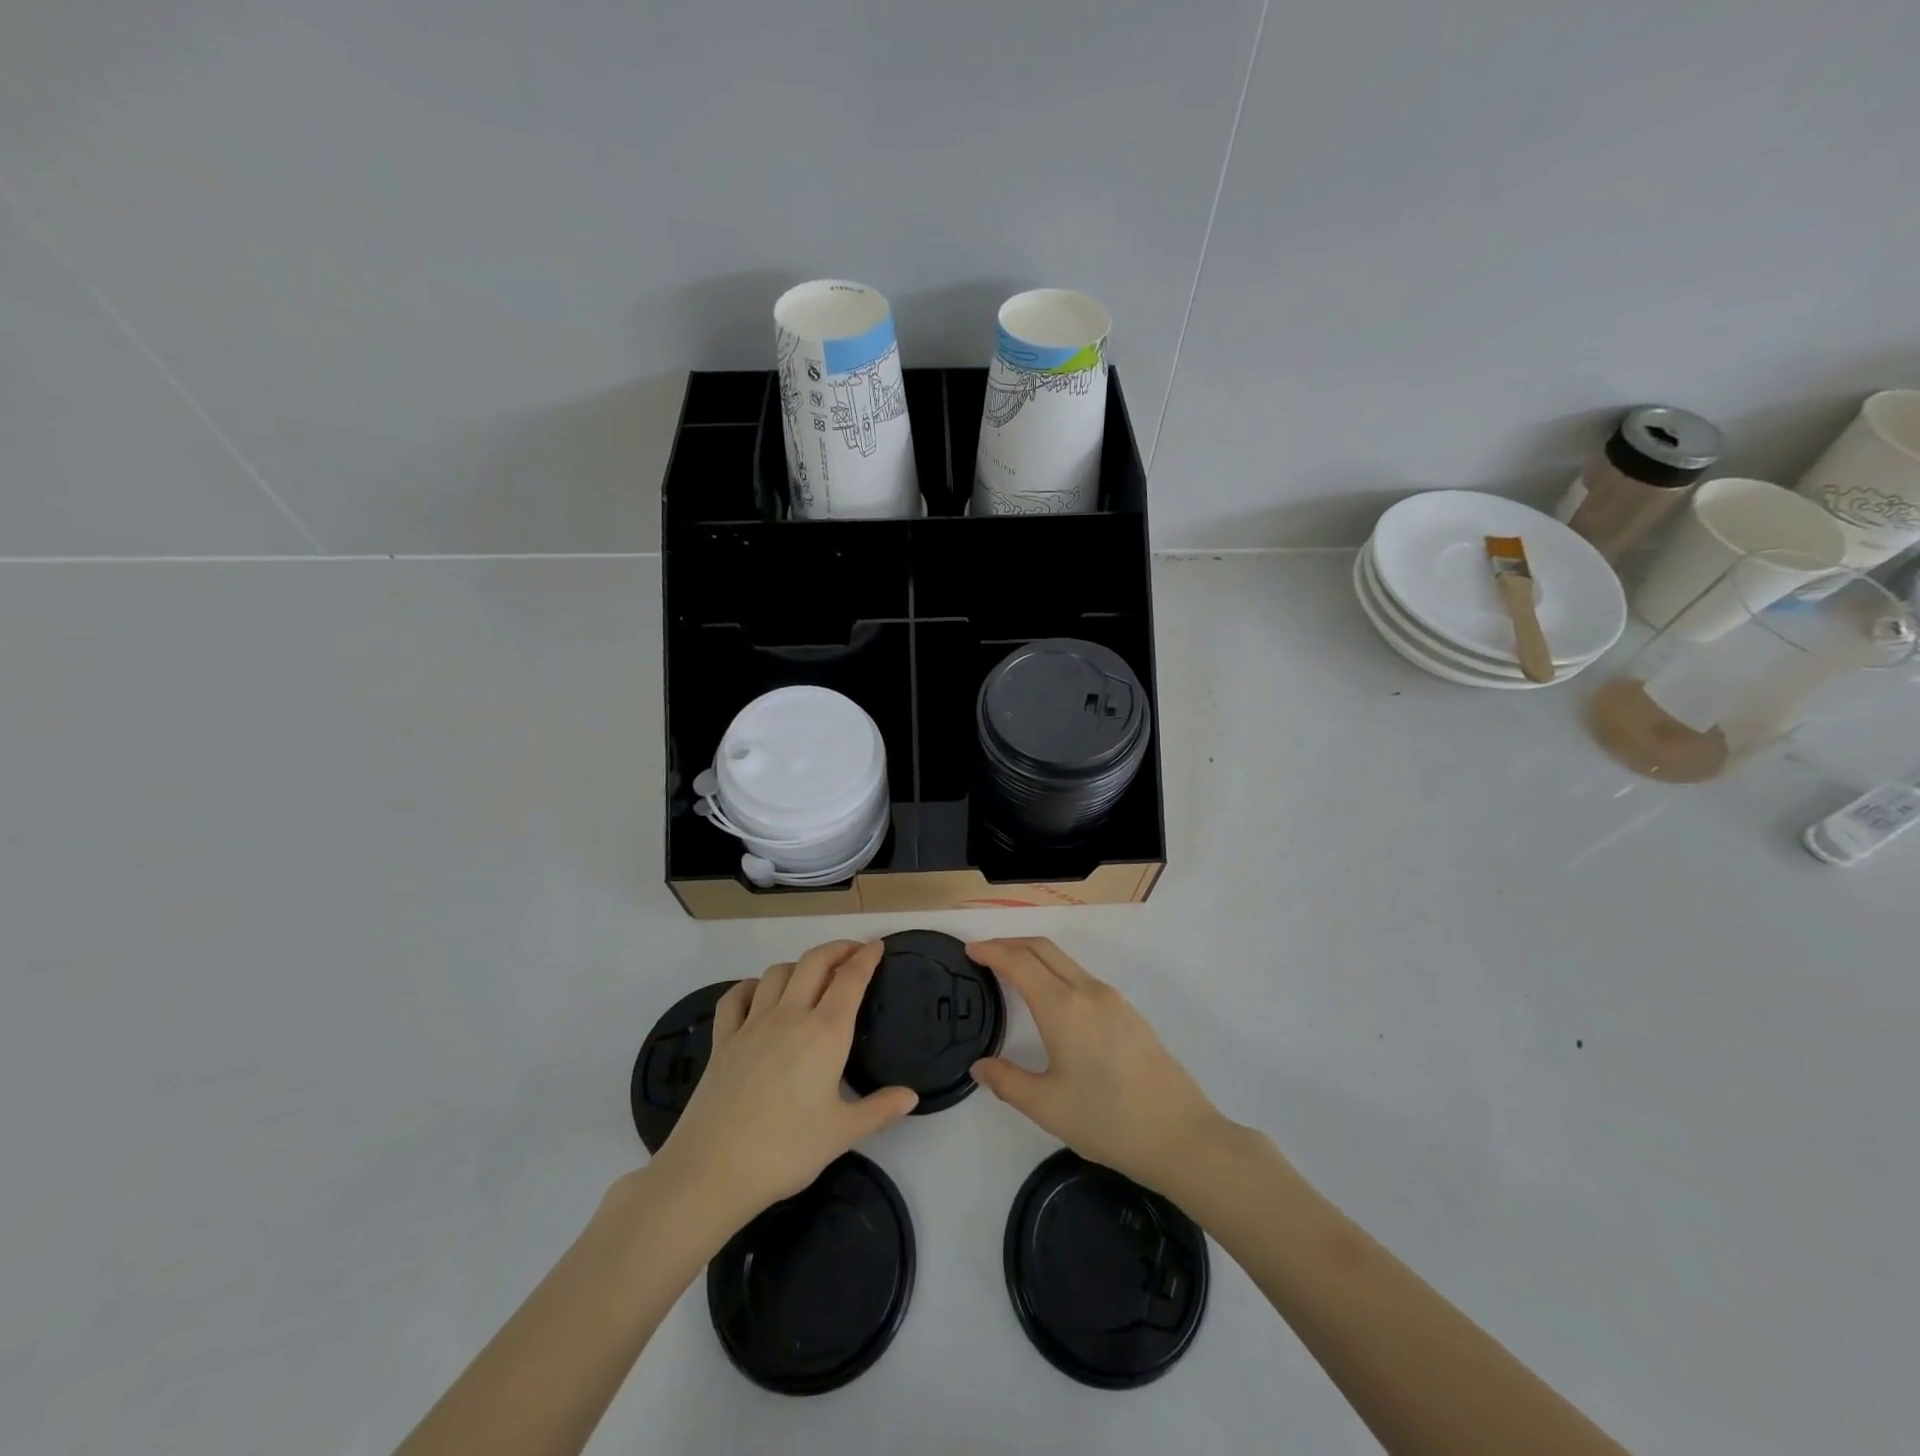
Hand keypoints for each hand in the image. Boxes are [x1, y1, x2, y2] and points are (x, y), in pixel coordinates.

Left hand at [649, 940, 917, 1230]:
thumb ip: (879, 1110)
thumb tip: (911, 1096)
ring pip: (777, 973)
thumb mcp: (842, 1134)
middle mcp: (790, 1016)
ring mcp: (752, 1024)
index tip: (877, 946)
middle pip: (814, 962)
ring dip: (799, 965)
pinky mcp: (723, 1040)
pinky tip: (758, 993)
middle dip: (837, 949)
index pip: (851, 980)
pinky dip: (751, 986)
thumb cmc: (786, 1150)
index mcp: (826, 1033)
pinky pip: (736, 997)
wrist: (713, 1170)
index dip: (866, 958)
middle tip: (853, 952)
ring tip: (812, 975)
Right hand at [968, 937, 1229, 1195]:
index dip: (992, 951)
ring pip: (1065, 961)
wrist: (1180, 1136)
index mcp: (1063, 1008)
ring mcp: (1112, 999)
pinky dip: (1056, 972)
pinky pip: (1082, 977)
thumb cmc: (1107, 1121)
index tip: (970, 950)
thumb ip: (1007, 1081)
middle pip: (1043, 949)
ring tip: (1012, 972)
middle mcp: (1087, 991)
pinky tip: (1051, 998)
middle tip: (984, 954)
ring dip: (1035, 956)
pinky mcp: (1129, 1012)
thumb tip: (980, 1066)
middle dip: (1010, 944)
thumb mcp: (1047, 1107)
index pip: (1019, 962)